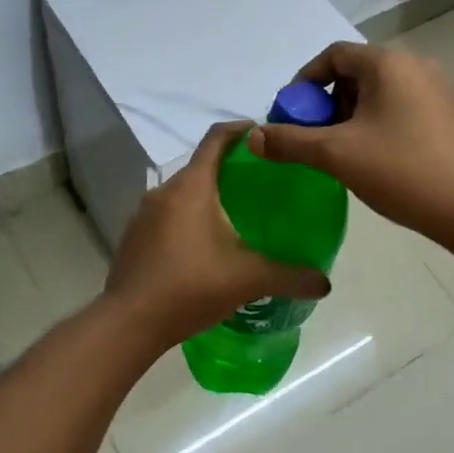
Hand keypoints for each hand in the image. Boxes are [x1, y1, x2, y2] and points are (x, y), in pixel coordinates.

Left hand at [104, 120, 330, 346]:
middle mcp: (164, 192)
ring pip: (182, 194)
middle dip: (228, 170)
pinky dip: (187, 220)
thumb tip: (324, 283)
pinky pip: (167, 216)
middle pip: (200, 167)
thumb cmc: (191, 286)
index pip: (216, 140)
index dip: (239, 130)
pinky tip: (204, 247)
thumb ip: (290, 277)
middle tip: (259, 184)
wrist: (129, 322)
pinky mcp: (134, 238)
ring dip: (207, 198)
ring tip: (235, 217)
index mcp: (192, 187)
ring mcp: (143, 215)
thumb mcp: (249, 280)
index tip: (261, 132)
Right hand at [247, 42, 453, 245]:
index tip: (289, 115)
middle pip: (355, 73)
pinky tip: (372, 159)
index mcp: (388, 63)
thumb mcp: (337, 155)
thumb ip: (290, 142)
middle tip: (311, 138)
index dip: (303, 82)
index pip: (333, 55)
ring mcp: (438, 90)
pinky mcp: (449, 115)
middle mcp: (415, 66)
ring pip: (378, 93)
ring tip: (338, 152)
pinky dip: (376, 124)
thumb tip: (252, 136)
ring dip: (349, 116)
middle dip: (325, 103)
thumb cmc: (402, 171)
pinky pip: (400, 108)